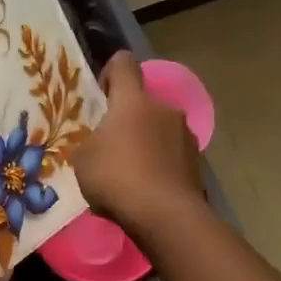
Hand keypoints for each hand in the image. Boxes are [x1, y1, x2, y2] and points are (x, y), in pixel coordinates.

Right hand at [72, 51, 202, 247]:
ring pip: (159, 128)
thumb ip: (91, 141)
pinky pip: (172, 154)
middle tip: (110, 145)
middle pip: (143, 102)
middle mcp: (164, 109)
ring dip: (146, 142)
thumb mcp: (82, 158)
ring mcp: (186, 135)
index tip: (101, 96)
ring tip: (130, 173)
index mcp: (133, 100)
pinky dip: (160, 164)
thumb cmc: (116, 177)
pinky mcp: (198, 163)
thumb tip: (101, 143)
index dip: (110, 73)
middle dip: (127, 118)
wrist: (166, 217)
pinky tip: (147, 189)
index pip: (124, 63)